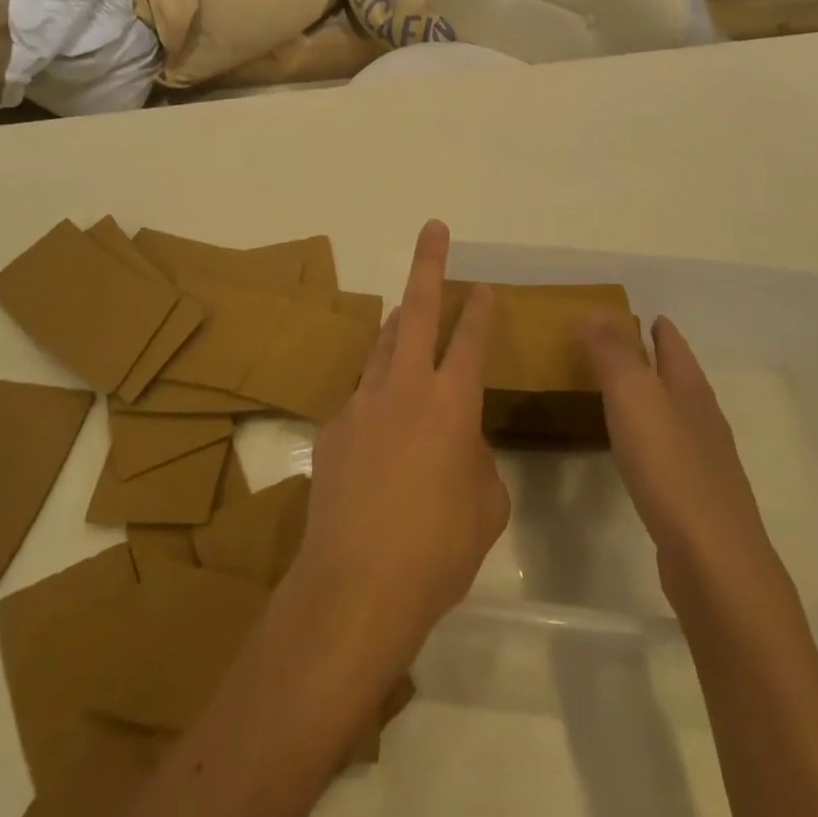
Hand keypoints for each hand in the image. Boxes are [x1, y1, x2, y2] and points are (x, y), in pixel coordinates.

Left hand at [288, 221, 510, 670]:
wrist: (356, 588)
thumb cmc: (438, 550)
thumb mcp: (485, 506)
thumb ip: (477, 460)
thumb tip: (459, 445)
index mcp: (452, 403)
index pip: (472, 339)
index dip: (482, 309)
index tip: (486, 286)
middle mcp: (405, 387)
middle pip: (418, 310)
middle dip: (428, 264)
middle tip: (433, 228)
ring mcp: (362, 403)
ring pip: (383, 346)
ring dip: (399, 326)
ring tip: (408, 315)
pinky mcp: (332, 428)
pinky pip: (361, 398)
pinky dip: (376, 399)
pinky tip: (379, 431)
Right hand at [583, 314, 790, 617]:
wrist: (712, 559)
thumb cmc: (669, 465)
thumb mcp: (633, 395)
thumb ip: (613, 352)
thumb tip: (595, 311)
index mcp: (690, 388)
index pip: (673, 344)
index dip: (657, 327)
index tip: (641, 314)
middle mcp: (703, 418)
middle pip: (681, 377)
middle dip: (658, 360)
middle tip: (623, 349)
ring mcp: (706, 461)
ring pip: (678, 415)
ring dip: (655, 399)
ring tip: (626, 396)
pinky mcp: (697, 499)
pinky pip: (671, 452)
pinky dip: (653, 438)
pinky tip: (639, 453)